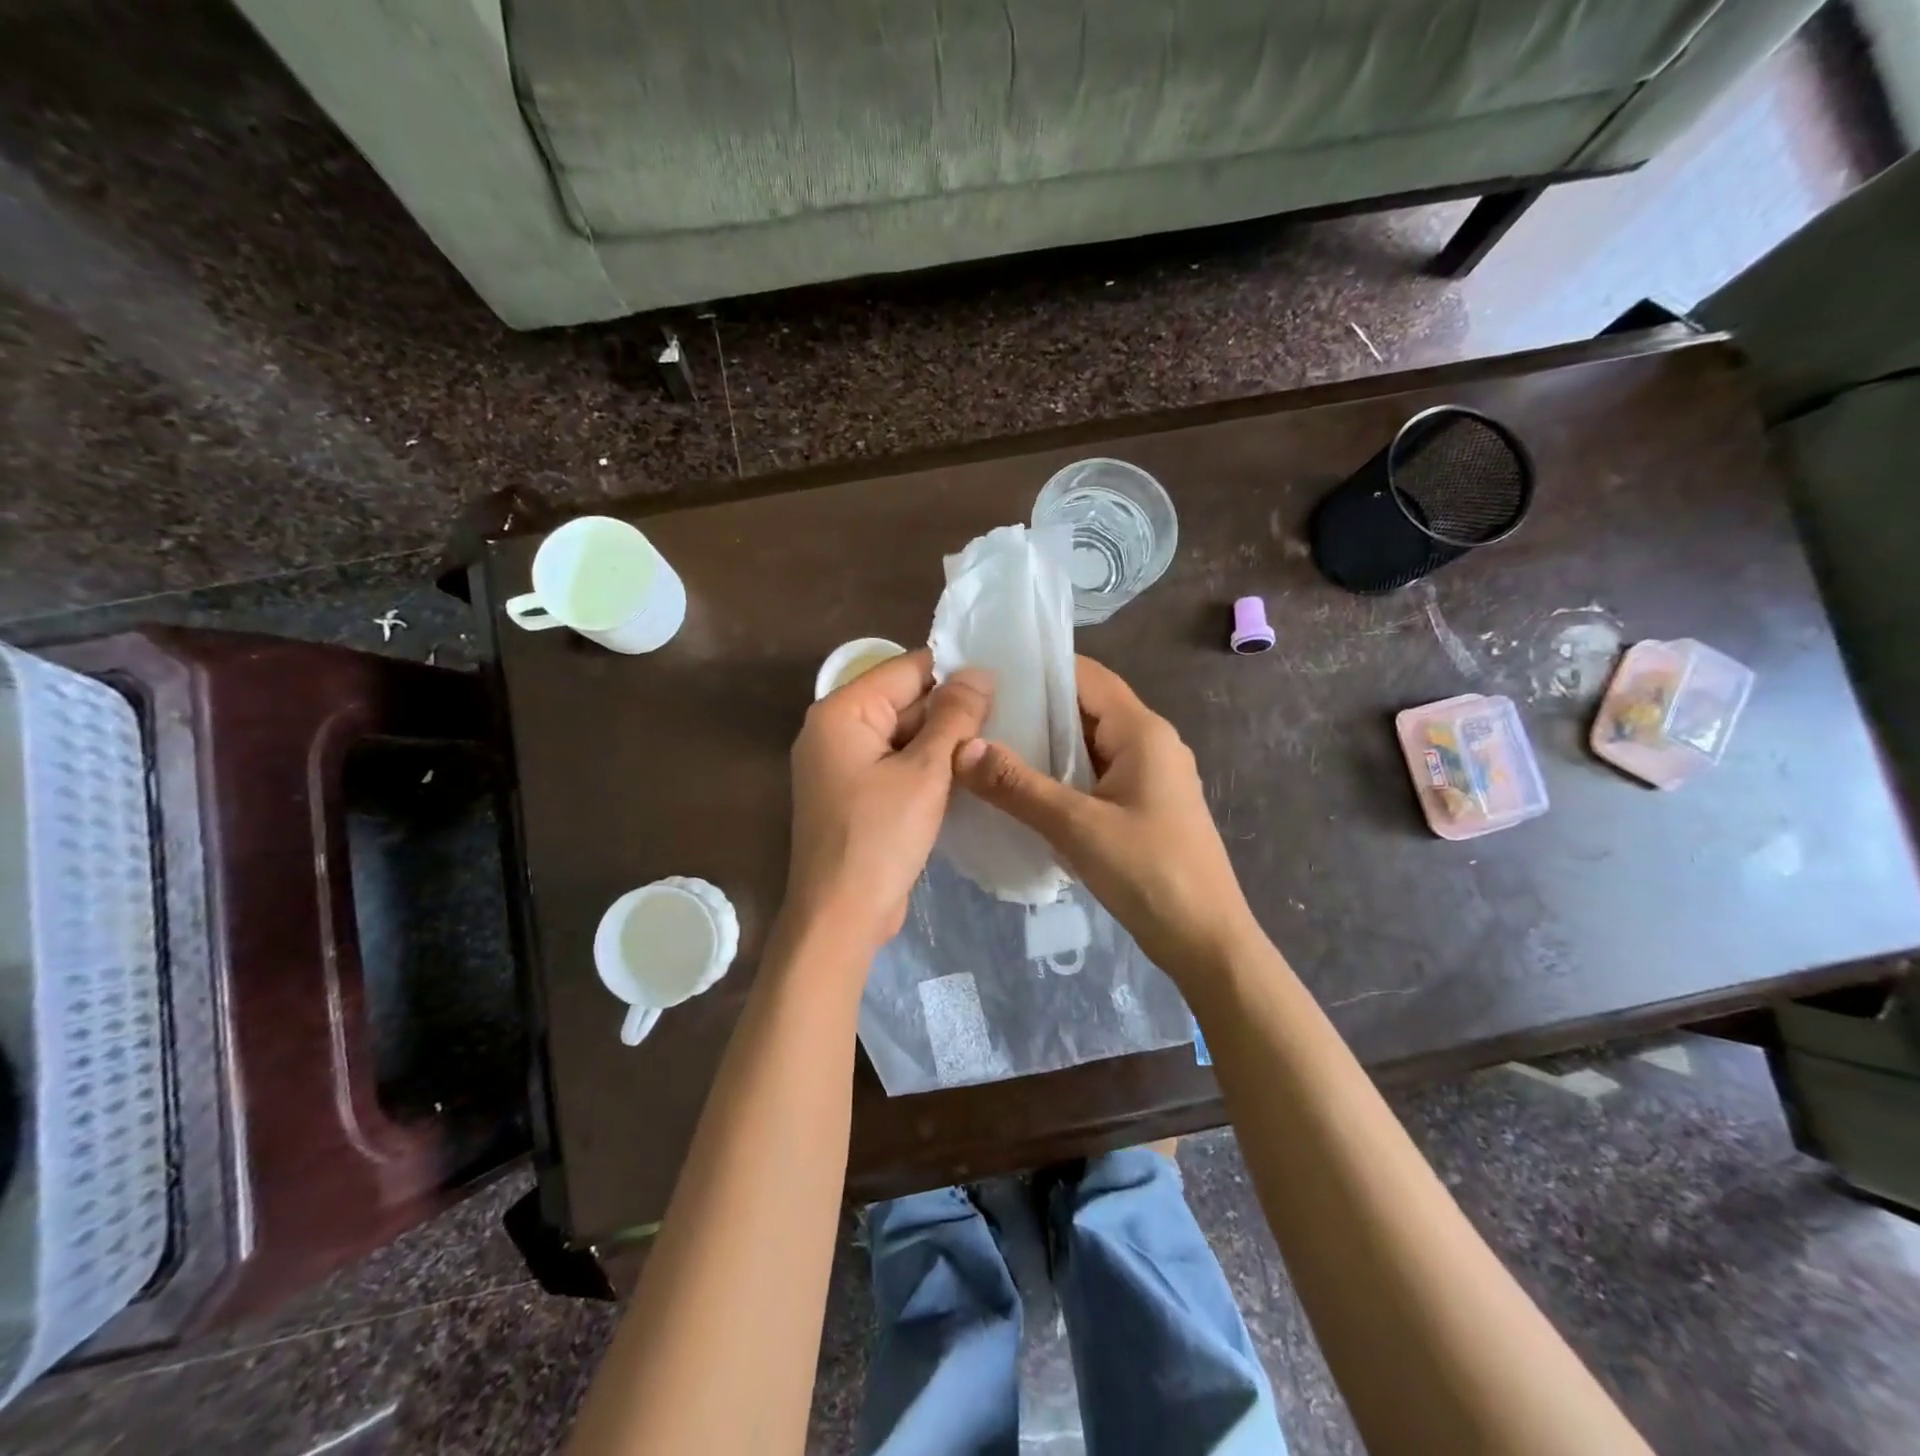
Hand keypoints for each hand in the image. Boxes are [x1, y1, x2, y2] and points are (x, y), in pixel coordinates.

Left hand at [785, 649, 991, 956]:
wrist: (841, 916)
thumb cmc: (880, 838)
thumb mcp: (925, 772)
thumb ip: (954, 717)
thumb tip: (979, 672)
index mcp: (842, 712)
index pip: (906, 669)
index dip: (954, 671)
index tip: (1003, 678)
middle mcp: (835, 730)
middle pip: (903, 700)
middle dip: (952, 708)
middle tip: (1010, 713)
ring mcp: (843, 765)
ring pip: (904, 734)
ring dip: (944, 739)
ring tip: (998, 738)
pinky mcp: (856, 794)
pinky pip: (897, 764)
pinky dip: (928, 765)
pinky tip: (968, 771)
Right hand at [953, 656, 1259, 980]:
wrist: (1207, 941)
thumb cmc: (1150, 873)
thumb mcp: (1077, 827)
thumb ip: (1017, 785)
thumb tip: (962, 747)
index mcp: (1142, 731)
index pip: (1086, 676)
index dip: (1039, 668)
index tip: (987, 672)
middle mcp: (1149, 742)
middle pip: (1085, 707)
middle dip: (1033, 707)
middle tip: (975, 712)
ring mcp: (1149, 776)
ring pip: (1088, 743)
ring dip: (1045, 744)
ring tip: (987, 746)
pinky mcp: (1144, 805)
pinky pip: (1095, 774)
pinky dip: (1061, 773)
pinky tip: (1023, 789)